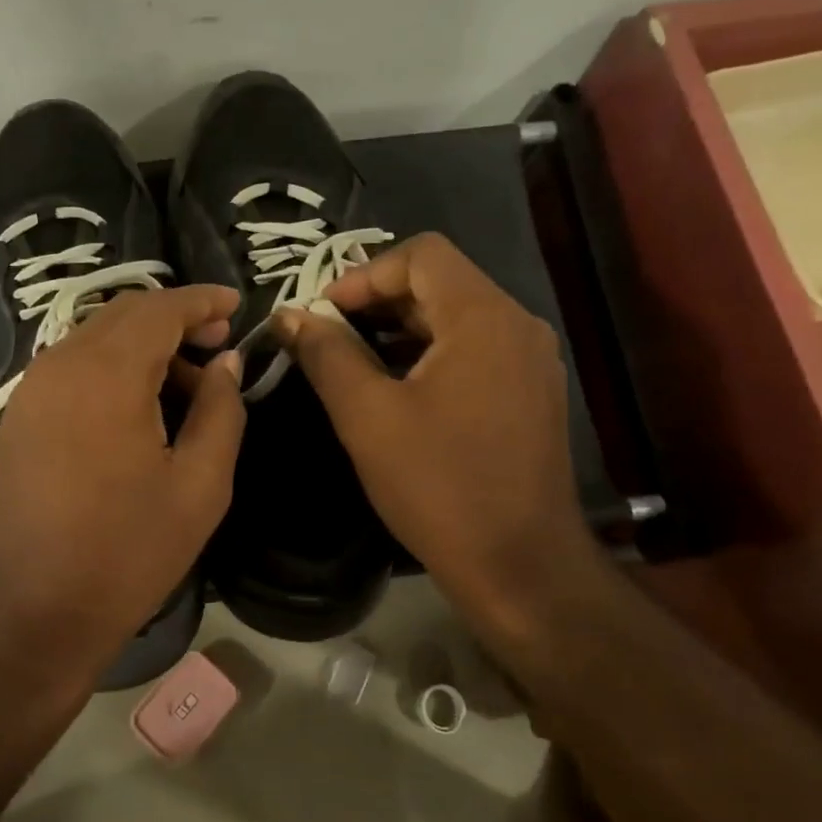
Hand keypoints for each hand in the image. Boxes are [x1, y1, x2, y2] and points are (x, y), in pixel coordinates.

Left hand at [0, 285, 245, 667]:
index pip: (159, 308)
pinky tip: (138, 406)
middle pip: (124, 314)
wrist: (32, 612)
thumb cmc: (127, 552)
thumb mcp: (200, 485)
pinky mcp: (17, 417)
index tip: (237, 307)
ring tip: (185, 383)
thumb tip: (225, 363)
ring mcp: (30, 391)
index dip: (202, 301)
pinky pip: (71, 367)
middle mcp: (59, 366)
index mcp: (106, 374)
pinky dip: (111, 367)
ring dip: (143, 345)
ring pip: (95, 338)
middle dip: (175, 318)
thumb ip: (221, 410)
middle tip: (218, 345)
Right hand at [274, 233, 606, 633]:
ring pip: (456, 317)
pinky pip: (474, 349)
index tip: (322, 315)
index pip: (422, 254)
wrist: (520, 567)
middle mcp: (517, 325)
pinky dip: (429, 354)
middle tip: (328, 337)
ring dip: (400, 329)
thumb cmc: (439, 486)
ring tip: (352, 362)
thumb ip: (327, 355)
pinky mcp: (531, 393)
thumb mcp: (367, 416)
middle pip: (440, 282)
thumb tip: (290, 315)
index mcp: (483, 318)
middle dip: (377, 302)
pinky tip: (395, 389)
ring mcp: (530, 361)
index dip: (364, 274)